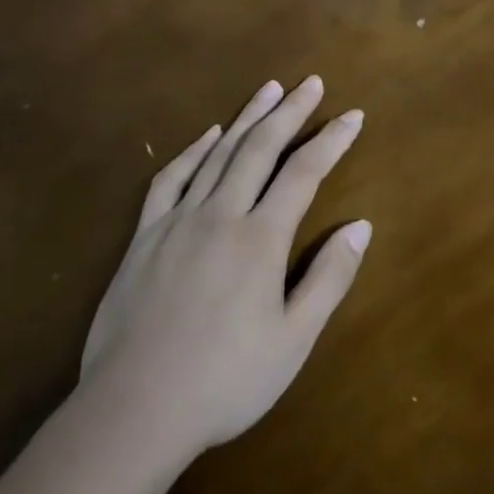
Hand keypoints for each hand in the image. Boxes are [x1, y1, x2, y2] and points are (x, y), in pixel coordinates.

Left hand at [77, 76, 370, 461]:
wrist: (133, 410)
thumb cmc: (224, 381)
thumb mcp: (293, 341)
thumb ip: (329, 278)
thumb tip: (360, 226)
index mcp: (260, 238)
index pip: (304, 173)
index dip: (332, 140)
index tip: (353, 115)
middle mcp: (221, 215)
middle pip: (260, 148)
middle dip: (289, 112)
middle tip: (310, 83)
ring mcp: (178, 221)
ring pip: (218, 154)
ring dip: (247, 118)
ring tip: (269, 90)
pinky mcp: (144, 236)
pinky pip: (171, 179)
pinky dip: (192, 151)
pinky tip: (207, 136)